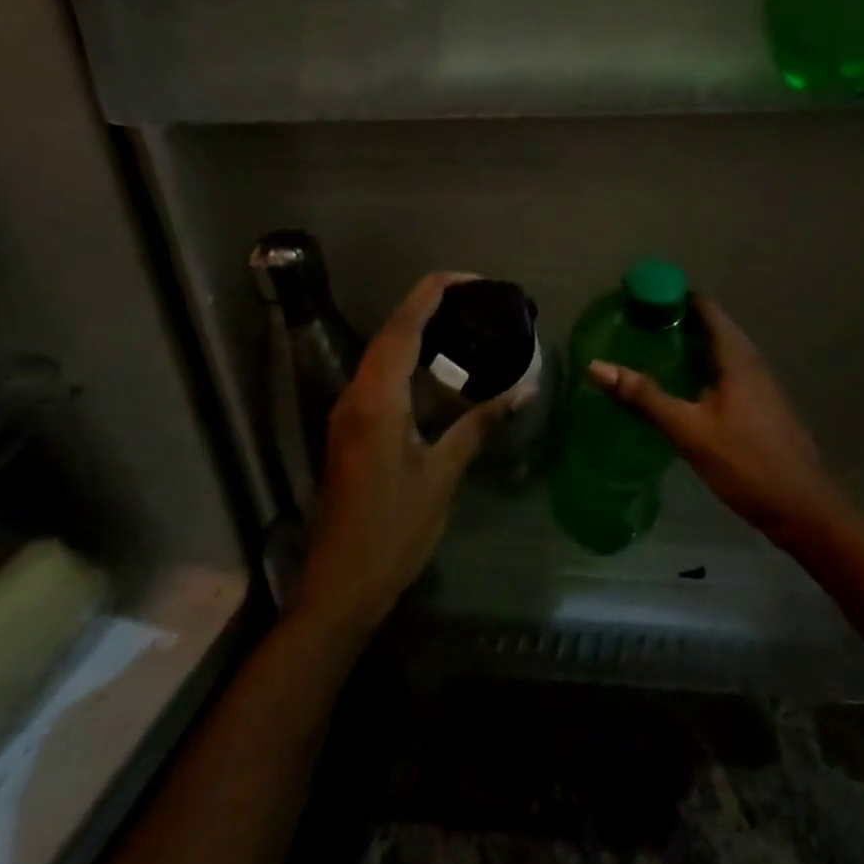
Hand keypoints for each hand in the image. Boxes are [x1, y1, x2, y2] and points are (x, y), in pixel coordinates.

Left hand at [299, 272, 519, 633]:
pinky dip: (407, 355)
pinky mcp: (350, 428)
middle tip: (475, 297)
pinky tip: (436, 365)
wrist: (340, 585)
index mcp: (377, 400)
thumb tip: (523, 390)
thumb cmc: (394, 530)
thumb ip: (479, 425)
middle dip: (428, 304)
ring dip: (415, 328)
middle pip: (390, 332)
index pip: (404, 328)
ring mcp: (348, 412)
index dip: (433, 294)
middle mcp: (356, 395)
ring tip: (462, 320)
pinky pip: (379, 374)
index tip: (471, 278)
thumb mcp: (443, 476)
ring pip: (381, 352)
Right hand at [587, 296, 851, 547]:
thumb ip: (644, 397)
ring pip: (718, 352)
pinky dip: (699, 369)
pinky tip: (679, 387)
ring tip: (649, 350)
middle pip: (712, 327)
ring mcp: (758, 384)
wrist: (802, 507)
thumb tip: (595, 366)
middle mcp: (751, 361)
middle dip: (676, 321)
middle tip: (635, 324)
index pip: (705, 308)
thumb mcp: (689, 429)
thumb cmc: (746, 462)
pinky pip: (724, 372)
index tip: (639, 296)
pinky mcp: (759, 406)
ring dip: (688, 346)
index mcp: (737, 356)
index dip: (674, 296)